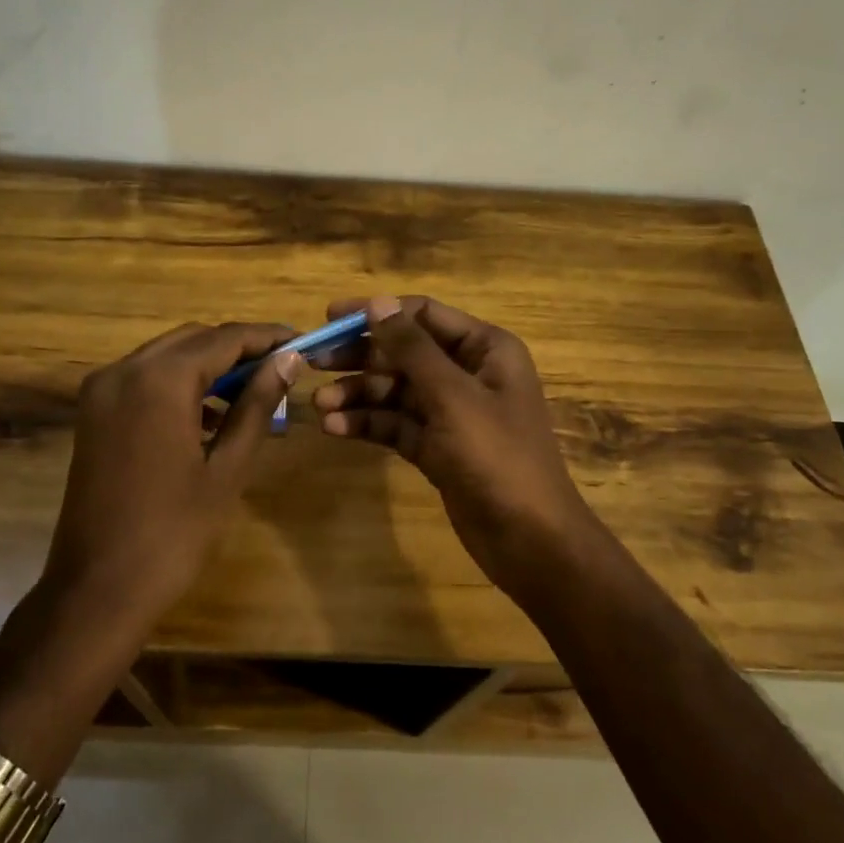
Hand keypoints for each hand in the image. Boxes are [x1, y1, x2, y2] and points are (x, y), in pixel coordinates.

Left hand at [44, 322, 301, 628]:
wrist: (98, 590)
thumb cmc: (174, 533)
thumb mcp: (227, 467)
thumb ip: (257, 404)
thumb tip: (289, 359)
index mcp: (159, 380)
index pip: (225, 338)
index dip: (267, 337)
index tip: (303, 342)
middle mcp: (124, 370)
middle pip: (193, 339)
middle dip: (238, 348)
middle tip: (282, 367)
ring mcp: (102, 390)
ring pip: (167, 356)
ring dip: (208, 364)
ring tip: (253, 391)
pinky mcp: (93, 413)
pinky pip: (144, 379)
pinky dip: (179, 384)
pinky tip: (208, 414)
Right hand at [311, 295, 603, 595]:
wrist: (530, 540)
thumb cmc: (498, 457)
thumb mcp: (453, 397)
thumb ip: (412, 349)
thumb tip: (378, 302)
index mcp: (485, 349)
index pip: (423, 314)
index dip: (377, 312)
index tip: (331, 316)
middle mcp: (468, 373)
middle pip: (404, 352)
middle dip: (360, 356)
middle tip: (314, 361)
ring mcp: (451, 412)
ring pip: (395, 390)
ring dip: (358, 394)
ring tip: (320, 405)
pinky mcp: (437, 446)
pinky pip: (396, 424)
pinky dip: (368, 424)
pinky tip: (335, 428)